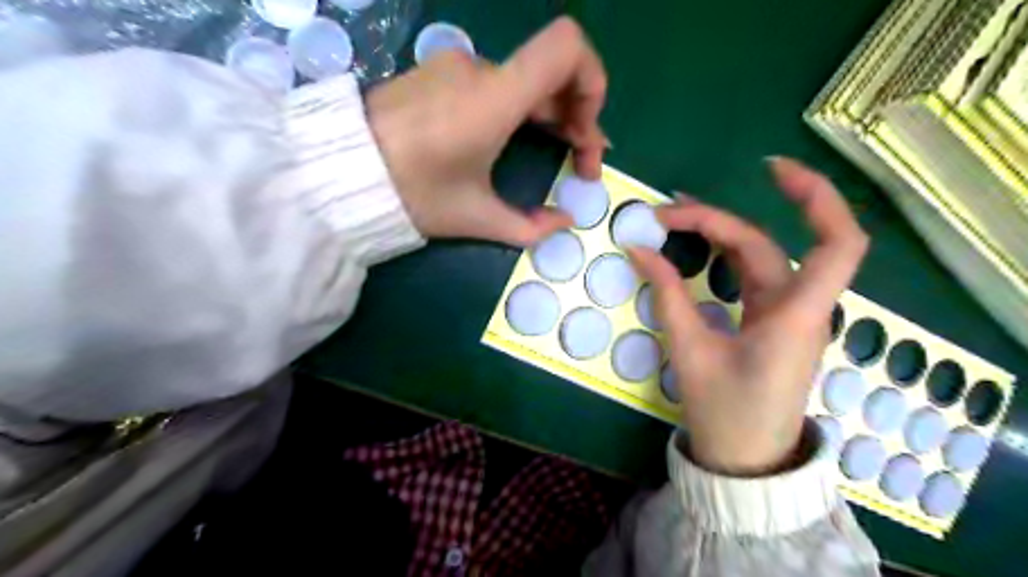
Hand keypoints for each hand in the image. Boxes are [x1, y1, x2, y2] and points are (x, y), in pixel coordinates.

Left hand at [367, 17, 603, 244]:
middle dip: (578, 117)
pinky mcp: (440, 74)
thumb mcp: (475, 218)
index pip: (567, 47)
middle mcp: (480, 70)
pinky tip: (514, 138)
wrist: (340, 172)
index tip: (586, 132)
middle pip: (553, 74)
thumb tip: (564, 223)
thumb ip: (529, 227)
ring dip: (551, 115)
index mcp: (494, 98)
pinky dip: (520, 108)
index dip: (593, 83)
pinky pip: (497, 83)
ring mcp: (457, 67)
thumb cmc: (411, 194)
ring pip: (526, 81)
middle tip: (582, 163)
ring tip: (556, 152)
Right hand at [632, 158, 870, 476]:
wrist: (745, 459)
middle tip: (662, 215)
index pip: (838, 243)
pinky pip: (751, 275)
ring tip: (672, 220)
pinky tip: (697, 247)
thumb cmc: (725, 412)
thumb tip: (639, 249)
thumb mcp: (690, 351)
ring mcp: (786, 313)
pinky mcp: (771, 321)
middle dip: (715, 220)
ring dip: (719, 233)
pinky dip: (723, 255)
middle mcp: (799, 306)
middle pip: (765, 244)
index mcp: (795, 315)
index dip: (816, 197)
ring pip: (758, 256)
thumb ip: (667, 295)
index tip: (772, 170)